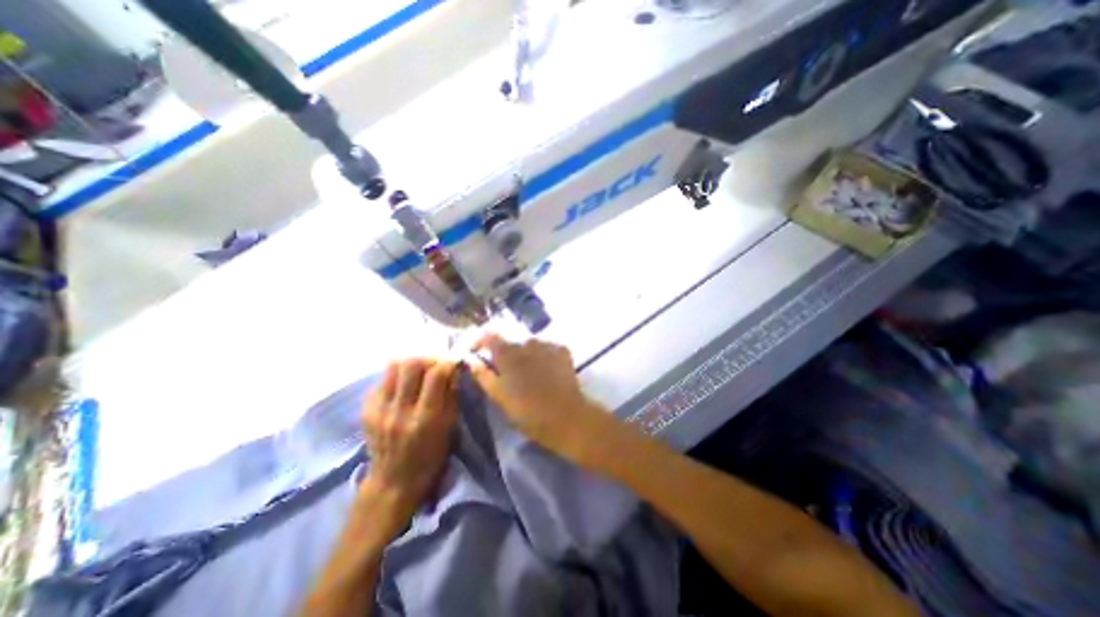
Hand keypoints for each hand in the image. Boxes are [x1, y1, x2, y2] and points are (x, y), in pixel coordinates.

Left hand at [365, 363, 458, 529]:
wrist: (393, 481)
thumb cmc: (430, 456)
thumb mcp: (450, 427)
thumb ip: (452, 395)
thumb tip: (454, 369)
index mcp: (425, 418)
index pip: (435, 375)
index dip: (447, 363)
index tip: (453, 364)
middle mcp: (400, 411)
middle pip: (411, 365)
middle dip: (428, 360)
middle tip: (435, 367)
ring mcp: (379, 410)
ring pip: (393, 367)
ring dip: (410, 365)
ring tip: (418, 374)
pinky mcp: (366, 410)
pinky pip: (381, 380)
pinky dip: (395, 377)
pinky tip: (402, 388)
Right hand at [469, 336, 614, 461]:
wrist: (566, 417)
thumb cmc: (527, 412)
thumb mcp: (499, 397)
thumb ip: (483, 374)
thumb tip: (471, 359)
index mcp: (508, 352)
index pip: (488, 335)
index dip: (479, 341)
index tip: (476, 352)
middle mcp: (527, 341)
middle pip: (510, 340)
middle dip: (504, 351)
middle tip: (504, 370)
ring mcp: (547, 343)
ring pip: (529, 343)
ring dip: (523, 353)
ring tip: (527, 373)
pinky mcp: (562, 349)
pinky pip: (545, 347)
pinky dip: (540, 356)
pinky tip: (544, 371)